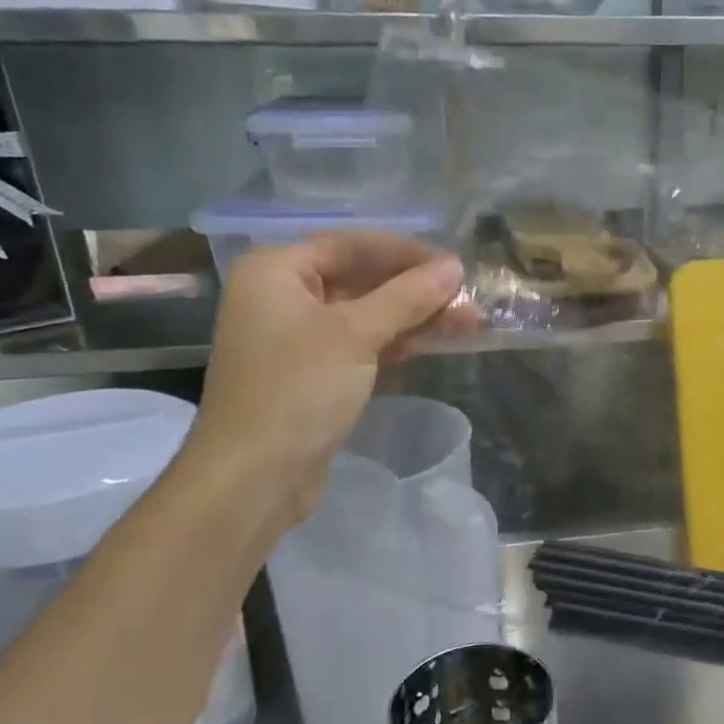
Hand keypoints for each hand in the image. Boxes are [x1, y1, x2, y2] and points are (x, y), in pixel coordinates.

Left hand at [182, 233, 475, 525]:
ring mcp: (297, 338)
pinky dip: (396, 342)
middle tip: (467, 298)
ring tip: (468, 322)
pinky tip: (435, 342)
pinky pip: (361, 344)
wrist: (254, 478)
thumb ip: (407, 296)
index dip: (406, 252)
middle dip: (416, 289)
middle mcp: (282, 297)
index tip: (454, 266)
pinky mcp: (314, 374)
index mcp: (276, 271)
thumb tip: (454, 267)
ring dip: (414, 317)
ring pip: (366, 314)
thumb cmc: (298, 391)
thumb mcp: (356, 335)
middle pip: (360, 278)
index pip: (351, 244)